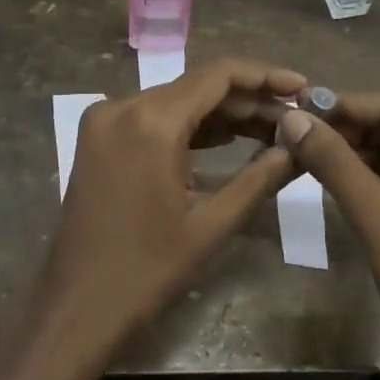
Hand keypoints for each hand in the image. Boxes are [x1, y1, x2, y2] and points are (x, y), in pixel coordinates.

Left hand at [35, 58, 305, 361]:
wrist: (77, 304)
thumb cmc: (148, 269)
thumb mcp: (212, 222)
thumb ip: (260, 177)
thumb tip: (299, 148)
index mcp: (151, 121)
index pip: (218, 75)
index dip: (265, 76)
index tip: (302, 87)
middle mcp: (123, 106)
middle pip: (198, 85)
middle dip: (248, 99)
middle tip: (294, 117)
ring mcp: (106, 120)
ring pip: (177, 100)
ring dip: (222, 112)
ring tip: (272, 128)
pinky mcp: (99, 138)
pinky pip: (154, 117)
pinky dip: (190, 125)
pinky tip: (229, 138)